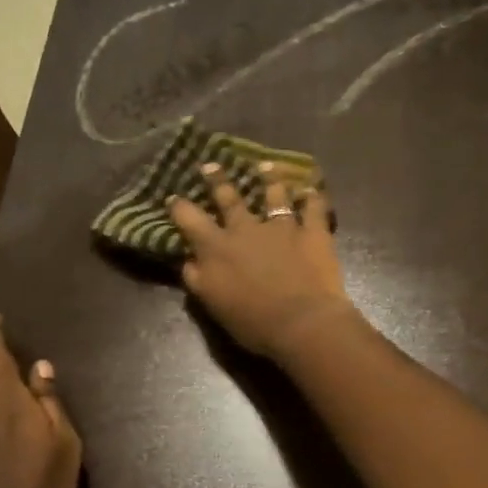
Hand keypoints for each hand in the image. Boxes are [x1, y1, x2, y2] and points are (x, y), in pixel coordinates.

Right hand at [170, 161, 356, 361]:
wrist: (301, 322)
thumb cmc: (252, 321)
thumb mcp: (213, 305)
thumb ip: (197, 279)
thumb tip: (188, 260)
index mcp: (217, 248)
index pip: (190, 220)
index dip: (180, 207)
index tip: (173, 197)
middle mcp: (245, 230)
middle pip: (229, 198)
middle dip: (217, 180)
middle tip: (211, 165)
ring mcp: (281, 227)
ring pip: (274, 195)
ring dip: (269, 180)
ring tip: (266, 167)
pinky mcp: (312, 232)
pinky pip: (314, 208)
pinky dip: (313, 198)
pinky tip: (312, 190)